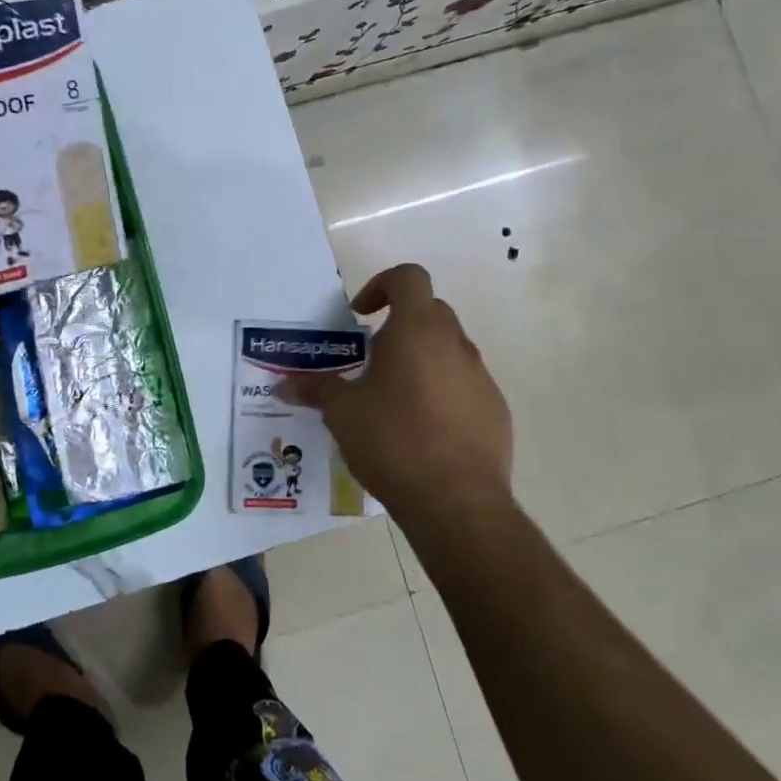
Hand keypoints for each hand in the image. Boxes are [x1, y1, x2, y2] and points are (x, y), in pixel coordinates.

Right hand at [280, 263, 512, 526]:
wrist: (457, 502)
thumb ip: (316, 389)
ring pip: (448, 351)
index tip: (361, 314)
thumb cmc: (392, 440)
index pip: (408, 278)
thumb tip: (283, 384)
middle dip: (398, 326)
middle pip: (429, 312)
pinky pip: (464, 386)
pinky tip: (421, 431)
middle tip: (370, 360)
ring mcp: (481, 378)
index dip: (382, 285)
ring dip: (420, 361)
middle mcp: (455, 345)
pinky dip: (442, 392)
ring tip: (392, 401)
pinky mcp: (496, 411)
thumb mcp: (342, 412)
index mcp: (417, 330)